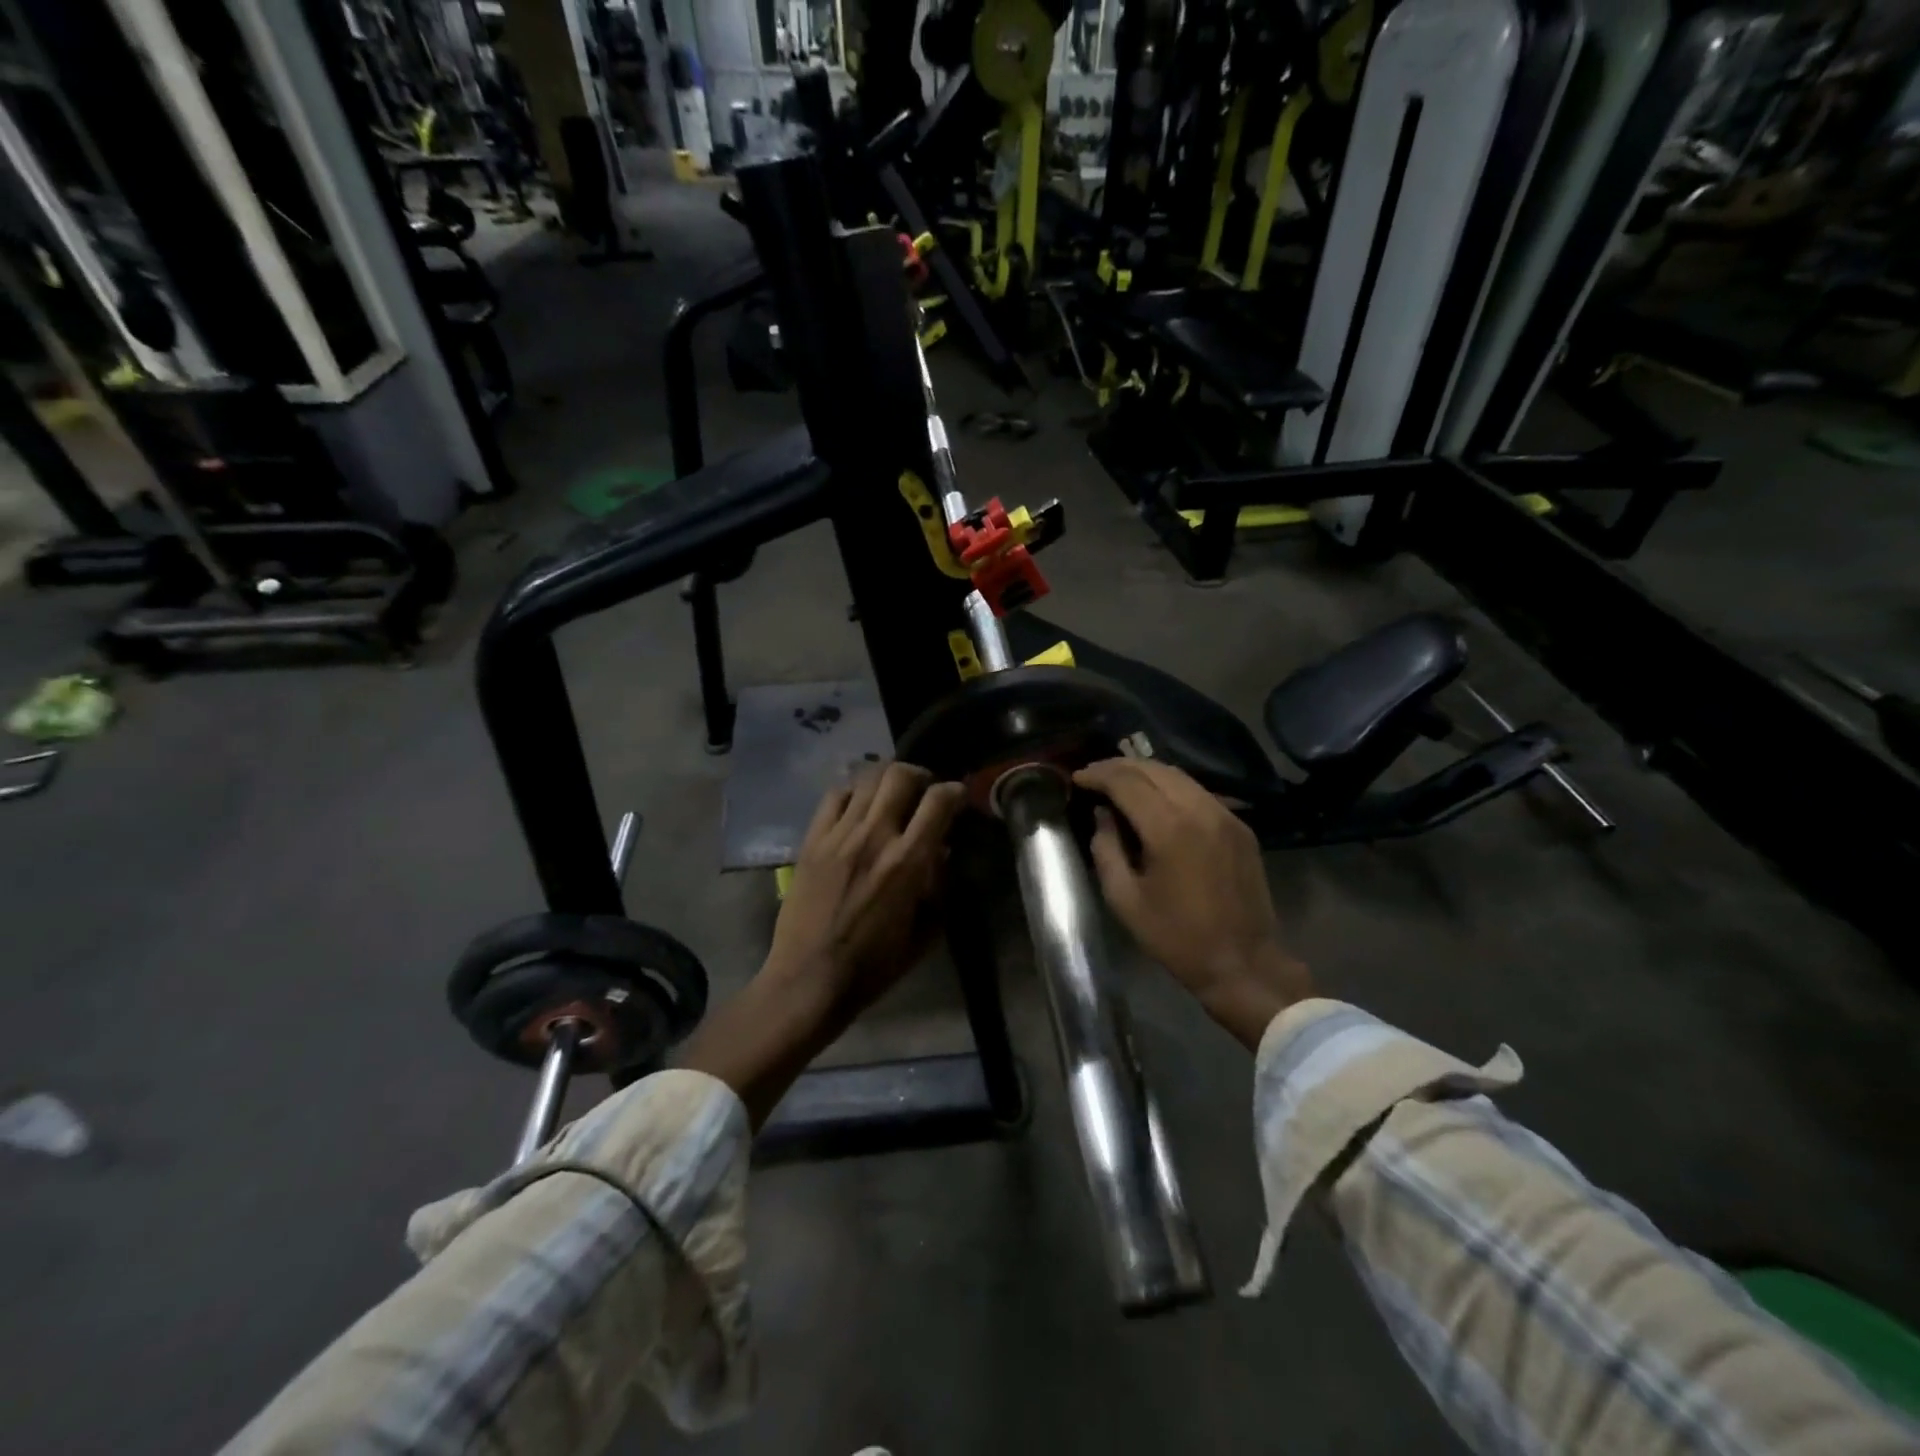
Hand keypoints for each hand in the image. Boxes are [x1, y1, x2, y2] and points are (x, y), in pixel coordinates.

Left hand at [681, 762, 965, 1123]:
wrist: (808, 979)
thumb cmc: (873, 965)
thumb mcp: (925, 932)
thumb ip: (939, 887)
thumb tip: (942, 852)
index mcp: (907, 862)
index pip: (938, 801)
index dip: (955, 791)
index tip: (957, 797)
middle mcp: (874, 837)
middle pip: (900, 775)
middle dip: (920, 775)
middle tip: (924, 790)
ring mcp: (838, 835)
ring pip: (866, 778)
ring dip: (886, 779)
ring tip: (892, 792)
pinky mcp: (812, 840)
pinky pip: (833, 796)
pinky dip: (852, 791)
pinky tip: (858, 804)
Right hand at [1074, 758, 1310, 1048]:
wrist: (1243, 963)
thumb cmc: (1176, 937)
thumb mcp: (1125, 899)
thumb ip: (1106, 849)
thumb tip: (1102, 815)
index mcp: (1168, 828)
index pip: (1126, 782)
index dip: (1098, 775)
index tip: (1077, 778)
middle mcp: (1200, 809)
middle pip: (1153, 769)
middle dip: (1118, 767)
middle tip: (1094, 776)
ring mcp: (1225, 815)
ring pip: (1178, 775)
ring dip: (1145, 773)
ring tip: (1120, 783)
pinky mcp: (1239, 826)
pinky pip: (1198, 792)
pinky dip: (1170, 787)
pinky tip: (1155, 800)